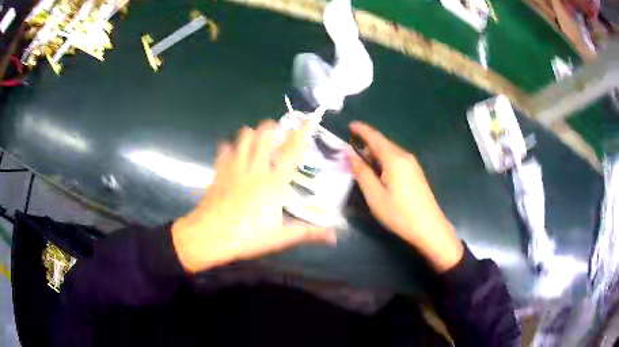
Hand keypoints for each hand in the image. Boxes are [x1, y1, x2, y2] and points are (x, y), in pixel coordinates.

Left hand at [172, 118, 336, 272]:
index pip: (290, 153)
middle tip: (275, 126)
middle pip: (263, 138)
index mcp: (273, 183)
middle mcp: (254, 170)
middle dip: (270, 127)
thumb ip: (307, 233)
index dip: (300, 135)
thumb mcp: (280, 238)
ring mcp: (234, 169)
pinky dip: (227, 147)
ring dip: (250, 133)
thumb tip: (334, 237)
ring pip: (242, 140)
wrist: (210, 236)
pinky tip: (228, 147)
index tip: (307, 120)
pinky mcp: (218, 174)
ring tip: (254, 133)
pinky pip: (223, 153)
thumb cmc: (247, 237)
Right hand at [348, 122, 462, 271]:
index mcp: (394, 159)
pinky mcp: (416, 173)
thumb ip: (361, 172)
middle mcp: (405, 156)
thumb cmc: (399, 213)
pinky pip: (397, 159)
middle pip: (383, 143)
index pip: (375, 137)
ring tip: (362, 164)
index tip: (350, 125)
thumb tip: (349, 152)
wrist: (429, 227)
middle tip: (351, 152)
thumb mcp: (374, 195)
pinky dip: (384, 160)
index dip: (362, 130)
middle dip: (367, 143)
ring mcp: (413, 165)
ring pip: (390, 152)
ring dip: (375, 153)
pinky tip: (379, 173)